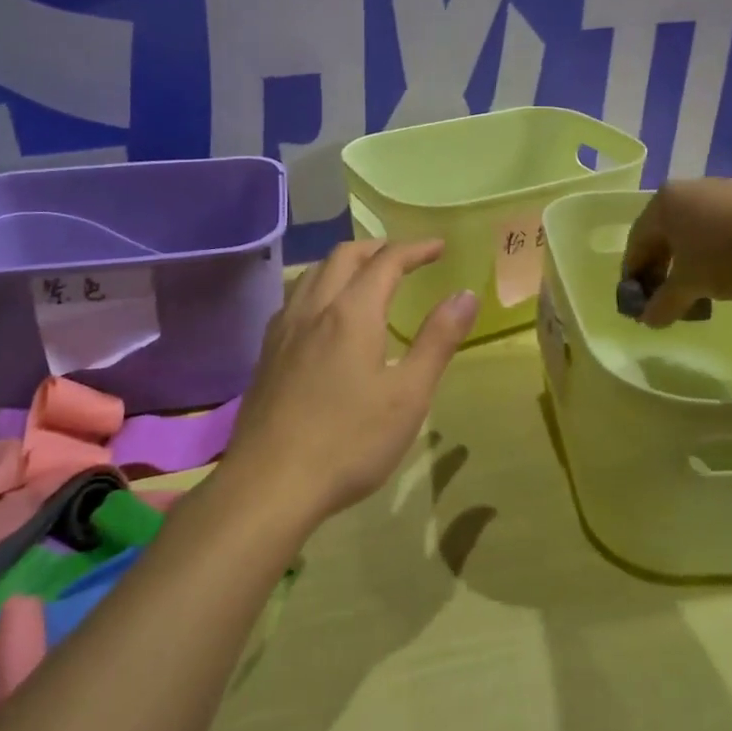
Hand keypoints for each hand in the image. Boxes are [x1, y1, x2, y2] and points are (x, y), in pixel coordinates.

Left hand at [226, 240, 478, 524]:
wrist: (270, 483)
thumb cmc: (349, 441)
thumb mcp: (408, 395)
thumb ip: (437, 340)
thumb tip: (464, 294)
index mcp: (352, 313)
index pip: (386, 261)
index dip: (415, 249)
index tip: (439, 247)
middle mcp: (314, 308)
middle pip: (344, 256)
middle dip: (378, 248)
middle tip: (406, 257)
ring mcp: (284, 329)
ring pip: (313, 273)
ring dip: (345, 263)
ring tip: (366, 277)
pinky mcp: (267, 353)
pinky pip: (295, 298)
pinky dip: (319, 286)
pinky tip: (324, 315)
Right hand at [623, 178, 731, 326]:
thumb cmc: (725, 256)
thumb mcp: (689, 286)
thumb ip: (664, 303)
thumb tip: (648, 320)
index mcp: (663, 203)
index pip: (637, 241)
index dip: (634, 273)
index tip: (639, 297)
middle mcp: (688, 188)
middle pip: (666, 231)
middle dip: (663, 265)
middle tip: (667, 292)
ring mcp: (724, 187)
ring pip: (696, 226)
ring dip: (691, 255)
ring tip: (701, 282)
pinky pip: (725, 222)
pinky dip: (719, 244)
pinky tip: (731, 265)